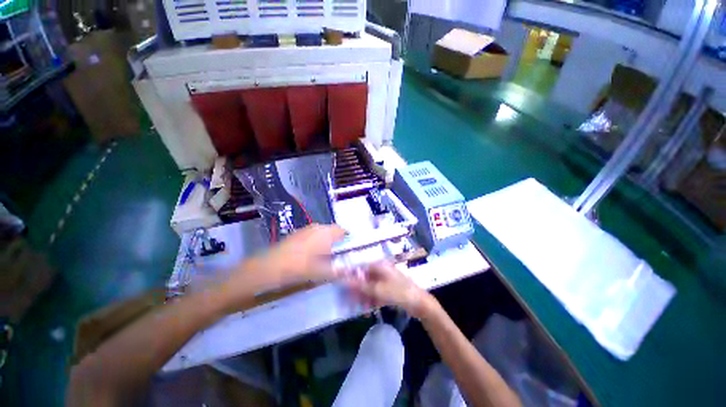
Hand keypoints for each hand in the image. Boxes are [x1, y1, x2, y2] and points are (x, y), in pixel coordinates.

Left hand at [257, 223, 345, 284]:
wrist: (269, 267)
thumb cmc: (299, 267)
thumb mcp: (321, 272)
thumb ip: (338, 272)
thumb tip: (351, 274)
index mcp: (325, 233)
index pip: (342, 230)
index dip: (348, 239)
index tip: (349, 250)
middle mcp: (317, 227)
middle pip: (332, 231)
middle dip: (337, 241)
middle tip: (338, 256)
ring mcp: (306, 229)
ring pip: (322, 232)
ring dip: (326, 241)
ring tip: (326, 257)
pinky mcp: (297, 233)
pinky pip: (313, 235)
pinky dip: (316, 242)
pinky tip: (312, 255)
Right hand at [345, 262, 436, 318]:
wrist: (420, 303)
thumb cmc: (399, 292)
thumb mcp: (378, 290)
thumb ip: (361, 285)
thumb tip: (344, 280)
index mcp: (380, 265)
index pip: (361, 267)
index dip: (352, 276)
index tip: (344, 286)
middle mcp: (382, 270)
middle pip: (365, 277)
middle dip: (357, 289)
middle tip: (349, 300)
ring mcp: (387, 280)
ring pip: (370, 286)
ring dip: (363, 295)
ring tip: (358, 306)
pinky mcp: (390, 289)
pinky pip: (377, 292)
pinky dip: (371, 299)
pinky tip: (367, 308)